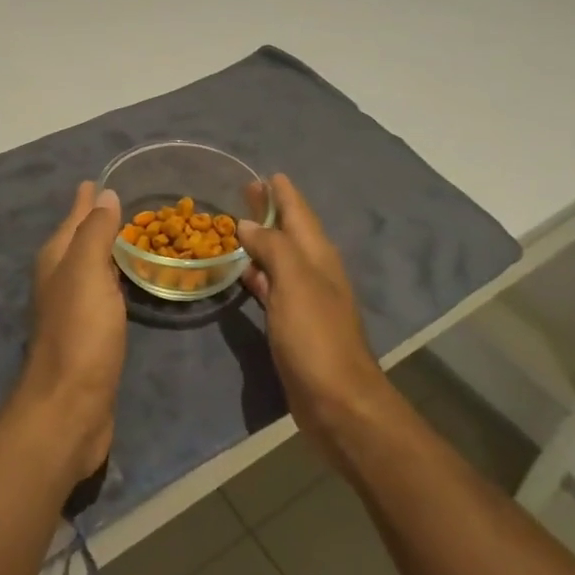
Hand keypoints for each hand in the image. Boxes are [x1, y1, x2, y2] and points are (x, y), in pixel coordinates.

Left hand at [16, 181, 127, 485]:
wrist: (70, 407)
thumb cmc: (80, 333)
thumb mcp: (87, 272)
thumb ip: (95, 232)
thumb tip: (103, 194)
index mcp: (56, 260)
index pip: (74, 218)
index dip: (88, 199)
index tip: (106, 179)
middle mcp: (60, 279)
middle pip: (80, 240)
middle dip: (98, 220)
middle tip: (129, 202)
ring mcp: (73, 309)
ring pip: (92, 266)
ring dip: (108, 249)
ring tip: (134, 234)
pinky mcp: (90, 335)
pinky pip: (104, 293)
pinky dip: (116, 279)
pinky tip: (129, 280)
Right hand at [239, 174, 392, 468]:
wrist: (338, 401)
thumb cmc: (316, 336)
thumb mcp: (295, 282)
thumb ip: (272, 247)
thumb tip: (248, 224)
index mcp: (317, 256)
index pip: (299, 212)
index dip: (283, 192)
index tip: (265, 173)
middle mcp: (313, 272)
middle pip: (289, 231)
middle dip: (269, 211)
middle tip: (244, 190)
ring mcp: (304, 299)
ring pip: (279, 258)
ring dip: (261, 241)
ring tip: (236, 225)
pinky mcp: (293, 324)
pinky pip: (272, 287)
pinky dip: (257, 273)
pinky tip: (243, 272)